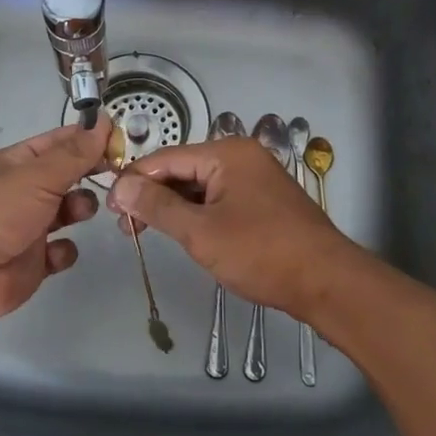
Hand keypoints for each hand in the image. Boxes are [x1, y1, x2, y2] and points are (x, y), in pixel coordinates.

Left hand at [0, 116, 109, 321]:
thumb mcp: (38, 176)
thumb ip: (75, 153)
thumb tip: (102, 121)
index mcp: (15, 164)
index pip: (58, 143)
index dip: (87, 139)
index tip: (119, 141)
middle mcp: (21, 191)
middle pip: (65, 177)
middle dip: (88, 176)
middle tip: (115, 177)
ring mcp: (27, 227)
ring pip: (66, 211)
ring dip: (80, 209)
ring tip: (80, 212)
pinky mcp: (32, 262)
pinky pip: (60, 250)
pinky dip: (63, 250)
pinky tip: (57, 252)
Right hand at [107, 138, 360, 322]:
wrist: (327, 282)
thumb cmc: (261, 253)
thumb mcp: (201, 232)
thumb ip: (158, 207)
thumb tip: (120, 186)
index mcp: (226, 153)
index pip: (166, 159)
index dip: (134, 181)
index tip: (108, 207)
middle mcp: (241, 157)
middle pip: (183, 169)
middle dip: (152, 195)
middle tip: (124, 225)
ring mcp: (255, 179)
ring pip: (200, 186)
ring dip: (173, 207)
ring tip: (143, 231)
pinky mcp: (263, 201)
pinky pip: (219, 198)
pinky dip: (197, 213)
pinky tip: (180, 231)